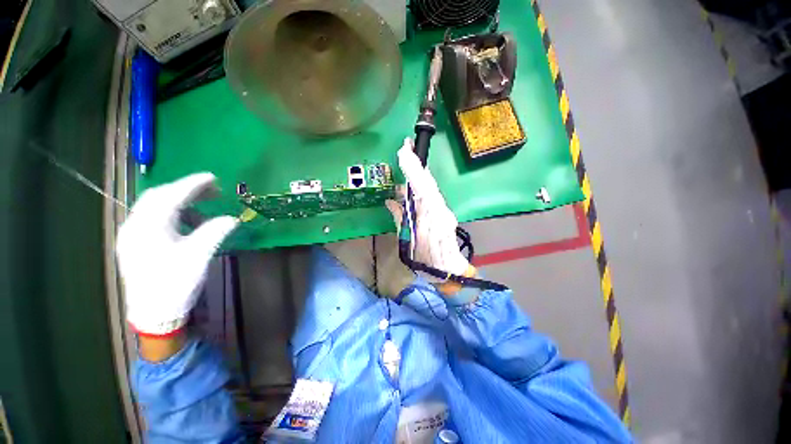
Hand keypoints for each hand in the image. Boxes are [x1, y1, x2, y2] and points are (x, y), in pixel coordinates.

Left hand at [117, 173, 237, 336]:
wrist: (153, 314)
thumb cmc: (175, 284)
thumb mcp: (198, 257)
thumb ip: (214, 232)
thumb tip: (233, 218)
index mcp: (148, 228)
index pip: (170, 197)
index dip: (192, 184)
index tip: (212, 177)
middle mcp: (134, 226)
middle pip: (157, 196)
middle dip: (184, 188)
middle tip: (211, 188)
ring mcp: (131, 235)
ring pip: (152, 206)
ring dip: (177, 199)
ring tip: (201, 201)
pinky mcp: (134, 243)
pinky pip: (151, 217)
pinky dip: (170, 211)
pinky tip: (185, 219)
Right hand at [385, 138, 470, 279]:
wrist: (447, 271)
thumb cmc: (426, 261)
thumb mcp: (408, 241)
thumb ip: (400, 218)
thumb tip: (390, 201)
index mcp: (431, 217)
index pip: (422, 187)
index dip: (412, 169)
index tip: (404, 151)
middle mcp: (440, 210)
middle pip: (428, 182)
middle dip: (417, 164)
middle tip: (406, 147)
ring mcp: (444, 211)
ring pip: (430, 187)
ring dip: (418, 174)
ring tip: (408, 160)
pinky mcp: (444, 213)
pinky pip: (431, 195)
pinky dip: (421, 186)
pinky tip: (412, 184)